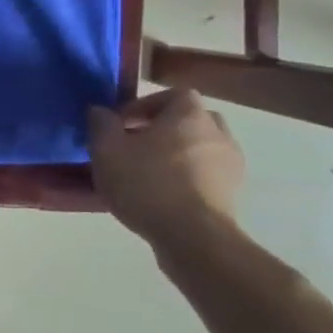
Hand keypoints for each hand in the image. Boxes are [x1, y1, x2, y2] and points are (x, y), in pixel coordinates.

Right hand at [88, 89, 244, 247]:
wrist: (193, 237)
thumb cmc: (147, 183)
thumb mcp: (107, 150)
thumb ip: (101, 124)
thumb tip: (100, 111)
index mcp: (190, 115)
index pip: (174, 94)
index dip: (146, 104)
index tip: (123, 124)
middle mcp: (218, 134)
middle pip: (191, 120)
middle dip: (164, 129)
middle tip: (136, 146)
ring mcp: (231, 166)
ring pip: (200, 149)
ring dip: (177, 155)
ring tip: (147, 173)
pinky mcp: (232, 195)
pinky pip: (206, 175)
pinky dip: (187, 178)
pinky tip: (163, 195)